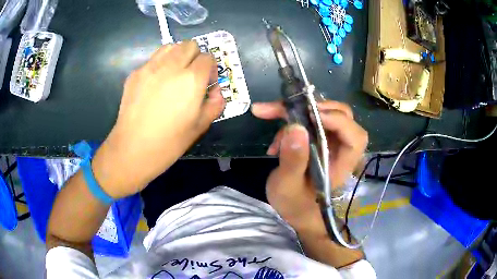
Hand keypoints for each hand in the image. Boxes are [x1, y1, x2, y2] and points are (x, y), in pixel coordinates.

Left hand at [92, 42, 224, 198]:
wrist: (132, 149)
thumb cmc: (169, 142)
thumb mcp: (200, 127)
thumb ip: (215, 104)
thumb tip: (217, 91)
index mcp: (191, 79)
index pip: (208, 57)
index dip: (211, 69)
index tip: (207, 83)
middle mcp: (171, 66)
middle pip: (190, 45)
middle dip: (196, 57)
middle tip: (191, 76)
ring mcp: (150, 67)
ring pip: (170, 46)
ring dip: (178, 55)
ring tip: (174, 74)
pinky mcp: (135, 73)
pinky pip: (153, 59)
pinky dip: (160, 65)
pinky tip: (155, 84)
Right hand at [251, 101, 367, 234]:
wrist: (293, 209)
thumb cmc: (293, 203)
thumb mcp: (287, 186)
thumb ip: (293, 161)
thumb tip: (296, 127)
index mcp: (341, 164)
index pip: (355, 138)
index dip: (339, 121)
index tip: (311, 115)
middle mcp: (340, 149)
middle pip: (342, 117)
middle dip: (314, 108)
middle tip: (286, 109)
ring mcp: (329, 142)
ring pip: (324, 114)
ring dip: (297, 111)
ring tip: (270, 114)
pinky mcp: (317, 139)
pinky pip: (309, 119)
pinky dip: (290, 117)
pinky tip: (274, 136)